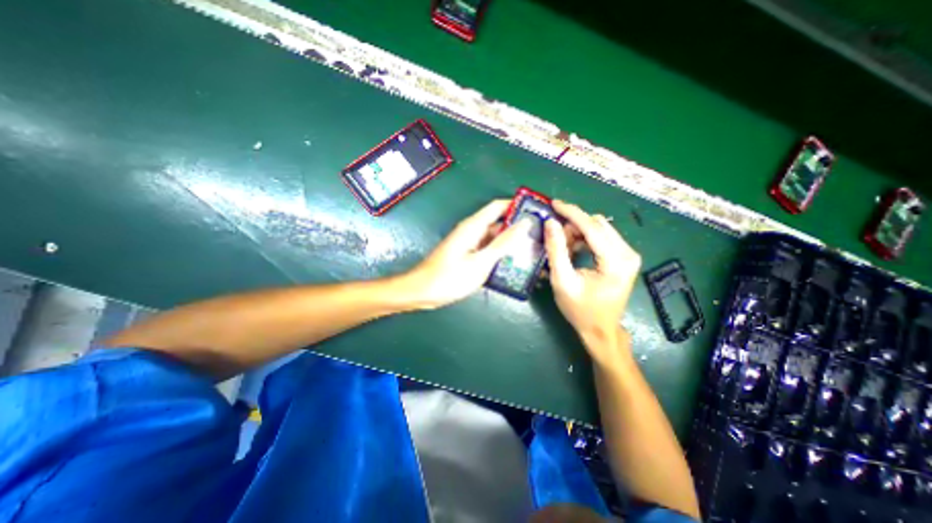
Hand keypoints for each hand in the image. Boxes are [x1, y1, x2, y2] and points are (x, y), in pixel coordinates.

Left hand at [402, 199, 530, 307]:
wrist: (422, 292)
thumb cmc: (449, 277)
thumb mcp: (481, 262)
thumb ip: (503, 243)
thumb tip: (524, 224)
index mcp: (473, 226)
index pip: (498, 206)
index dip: (516, 206)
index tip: (536, 212)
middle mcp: (472, 231)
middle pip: (498, 223)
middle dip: (517, 228)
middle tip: (539, 237)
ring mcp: (469, 244)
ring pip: (493, 238)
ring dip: (509, 243)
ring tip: (532, 251)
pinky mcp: (467, 256)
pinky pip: (487, 250)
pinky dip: (499, 254)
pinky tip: (512, 263)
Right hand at [549, 203, 641, 344]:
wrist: (600, 330)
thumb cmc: (580, 310)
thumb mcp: (563, 281)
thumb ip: (556, 250)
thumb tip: (550, 223)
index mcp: (616, 261)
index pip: (592, 227)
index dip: (571, 213)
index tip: (553, 203)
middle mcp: (628, 253)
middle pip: (598, 224)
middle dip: (573, 226)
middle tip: (556, 238)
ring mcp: (629, 255)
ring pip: (600, 228)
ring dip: (579, 232)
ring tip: (564, 248)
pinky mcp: (624, 257)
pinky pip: (603, 237)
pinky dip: (585, 239)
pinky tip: (575, 250)